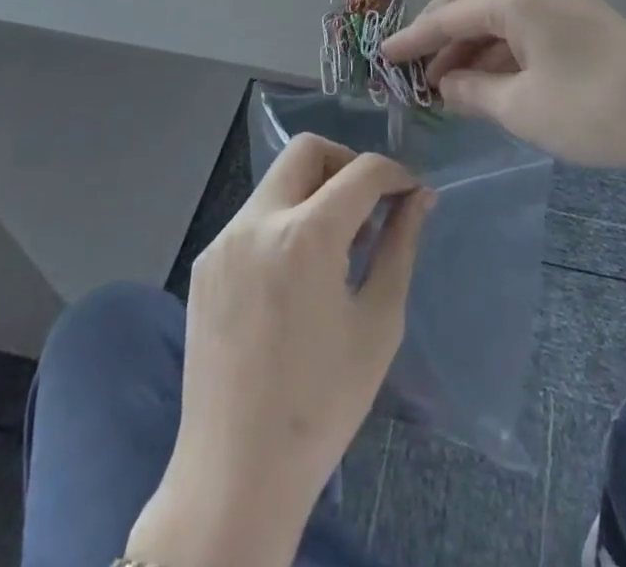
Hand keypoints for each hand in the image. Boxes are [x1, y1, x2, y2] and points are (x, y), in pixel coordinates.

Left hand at [128, 135, 433, 566]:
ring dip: (314, 193)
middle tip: (369, 206)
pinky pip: (254, 217)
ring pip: (278, 181)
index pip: (362, 171)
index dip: (395, 174)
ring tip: (337, 248)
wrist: (234, 475)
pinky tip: (296, 276)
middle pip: (308, 150)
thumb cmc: (322, 404)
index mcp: (306, 235)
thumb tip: (420, 198)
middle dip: (347, 164)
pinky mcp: (205, 264)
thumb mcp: (378, 323)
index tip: (411, 193)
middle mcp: (258, 221)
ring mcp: (224, 240)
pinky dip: (285, 222)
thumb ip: (399, 246)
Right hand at [383, 0, 625, 171]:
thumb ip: (474, 92)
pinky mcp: (586, 19)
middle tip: (421, 64)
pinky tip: (496, 80)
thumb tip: (446, 85)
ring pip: (504, 11)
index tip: (383, 56)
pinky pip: (529, 24)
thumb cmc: (590, 108)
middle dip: (444, 27)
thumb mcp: (521, 106)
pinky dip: (504, 47)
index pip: (450, 15)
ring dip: (475, 41)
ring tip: (454, 84)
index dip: (414, 38)